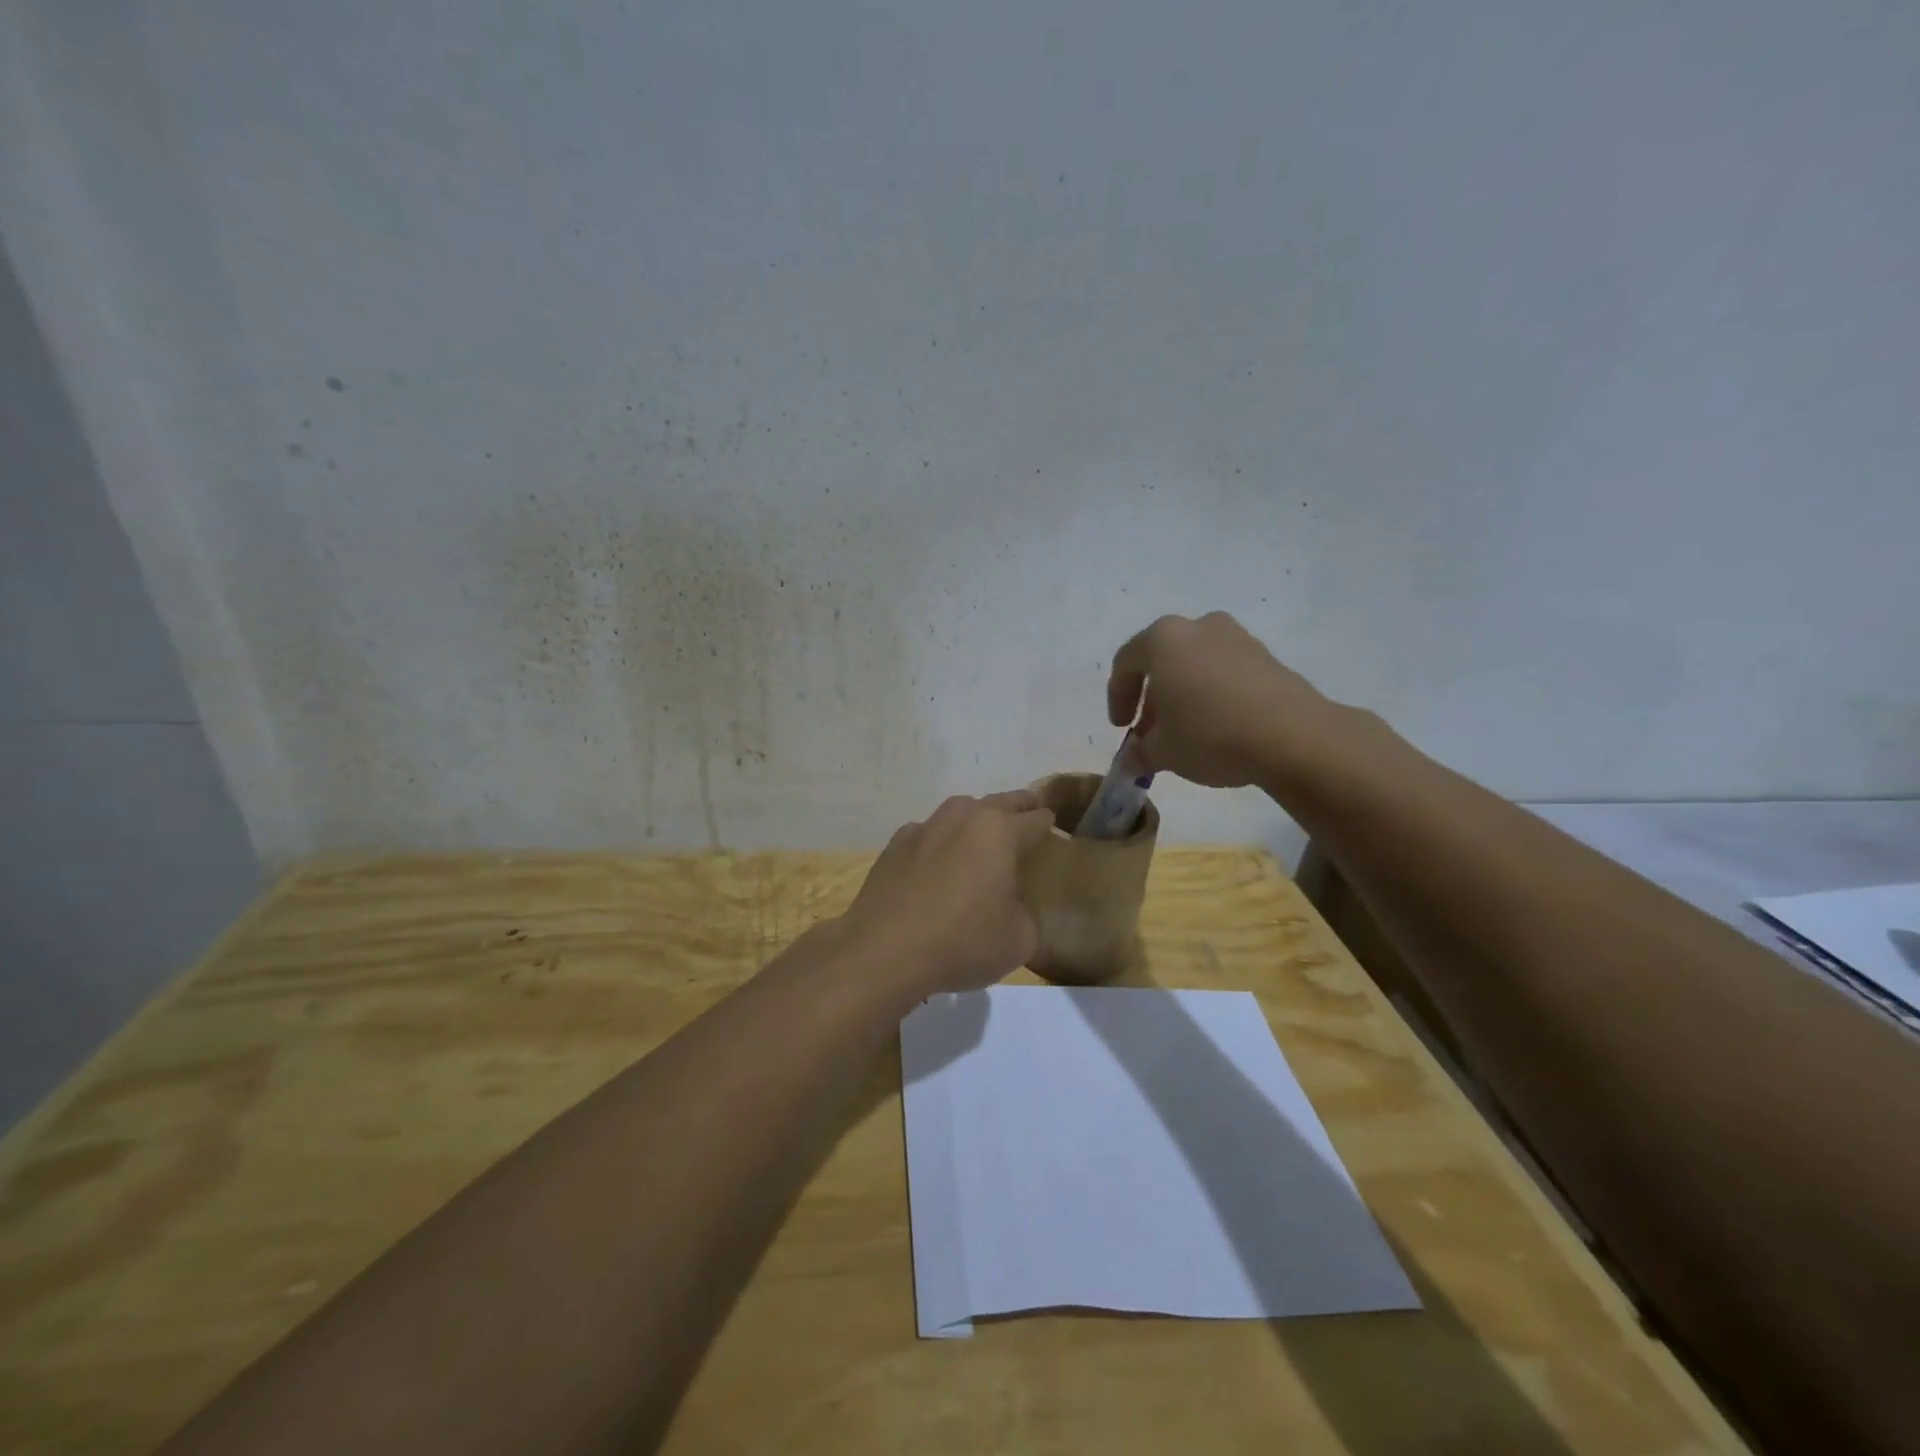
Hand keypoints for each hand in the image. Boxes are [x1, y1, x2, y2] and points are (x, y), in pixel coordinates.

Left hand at [839, 791, 1054, 995]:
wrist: (884, 951)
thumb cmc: (962, 942)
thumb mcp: (1019, 939)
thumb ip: (1024, 912)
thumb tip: (1009, 906)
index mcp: (999, 831)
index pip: (1035, 819)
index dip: (1048, 825)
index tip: (1052, 830)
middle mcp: (962, 817)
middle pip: (1000, 802)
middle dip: (1018, 807)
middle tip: (1029, 812)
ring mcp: (924, 827)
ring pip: (960, 812)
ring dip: (976, 819)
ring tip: (982, 837)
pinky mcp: (895, 845)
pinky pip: (928, 833)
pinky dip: (940, 841)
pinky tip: (938, 862)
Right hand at [1107, 612, 1338, 788]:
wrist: (1292, 736)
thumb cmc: (1210, 734)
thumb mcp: (1163, 752)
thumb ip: (1141, 751)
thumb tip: (1135, 758)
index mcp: (1163, 639)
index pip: (1126, 663)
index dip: (1117, 697)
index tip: (1121, 728)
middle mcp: (1199, 627)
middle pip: (1163, 660)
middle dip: (1153, 698)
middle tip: (1151, 732)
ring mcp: (1238, 638)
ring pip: (1197, 664)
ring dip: (1185, 695)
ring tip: (1187, 732)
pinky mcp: (1268, 657)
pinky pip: (1227, 672)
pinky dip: (1215, 694)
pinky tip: (1220, 727)